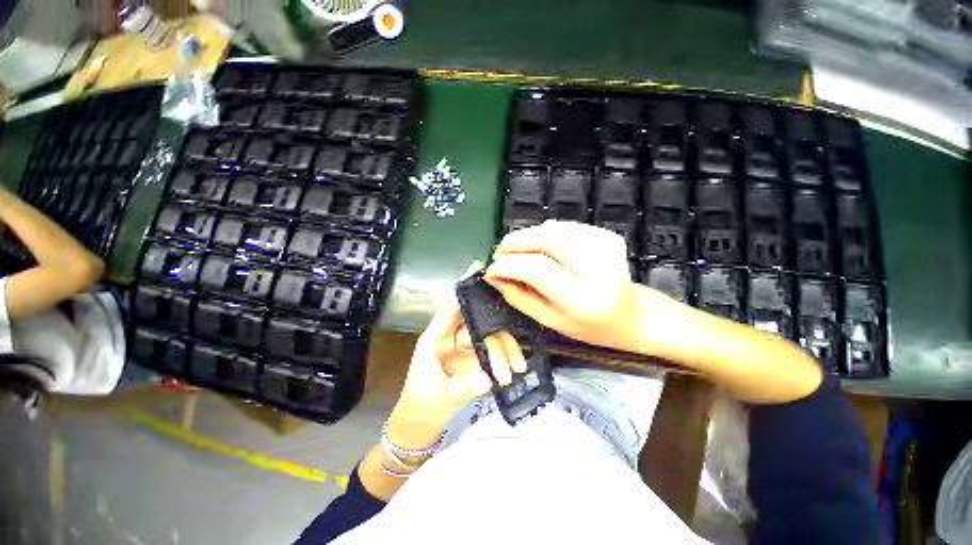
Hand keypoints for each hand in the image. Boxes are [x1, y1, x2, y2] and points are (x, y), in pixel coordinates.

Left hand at [386, 264, 526, 451]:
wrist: (421, 423)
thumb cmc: (421, 403)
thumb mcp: (438, 395)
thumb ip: (463, 387)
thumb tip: (489, 379)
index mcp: (437, 337)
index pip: (451, 307)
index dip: (464, 288)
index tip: (478, 267)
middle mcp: (454, 336)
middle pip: (479, 324)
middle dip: (497, 341)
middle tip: (510, 363)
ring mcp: (467, 347)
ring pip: (491, 337)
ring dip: (505, 354)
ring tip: (513, 373)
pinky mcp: (477, 358)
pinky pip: (496, 350)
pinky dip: (506, 357)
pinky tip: (516, 367)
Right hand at [484, 221, 663, 353]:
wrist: (629, 316)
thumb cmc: (587, 327)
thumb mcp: (548, 320)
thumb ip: (517, 296)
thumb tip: (492, 274)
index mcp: (583, 298)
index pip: (537, 268)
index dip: (509, 264)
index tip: (491, 268)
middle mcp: (598, 267)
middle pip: (546, 239)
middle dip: (515, 242)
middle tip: (499, 253)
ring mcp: (606, 246)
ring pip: (553, 229)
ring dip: (528, 237)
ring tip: (516, 251)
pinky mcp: (607, 236)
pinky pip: (565, 226)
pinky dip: (545, 233)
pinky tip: (539, 246)